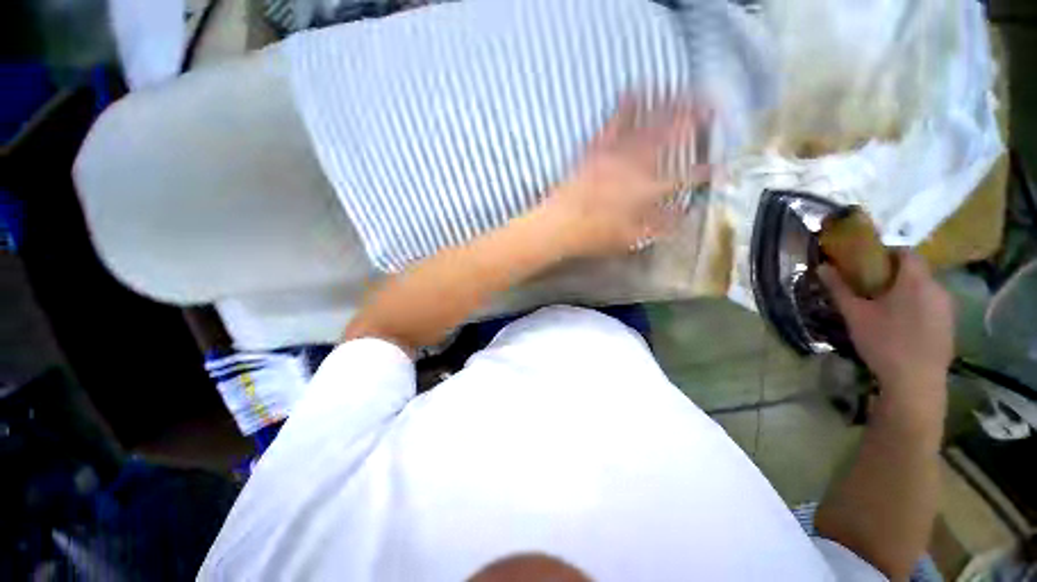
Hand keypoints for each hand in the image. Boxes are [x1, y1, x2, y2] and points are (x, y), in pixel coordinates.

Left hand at [542, 98, 711, 256]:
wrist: (559, 223)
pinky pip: (615, 120)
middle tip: (707, 103)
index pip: (685, 178)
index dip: (706, 172)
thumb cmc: (597, 234)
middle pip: (670, 136)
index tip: (723, 165)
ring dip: (665, 103)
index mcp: (649, 190)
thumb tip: (685, 214)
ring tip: (679, 87)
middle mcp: (637, 164)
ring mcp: (616, 150)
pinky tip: (634, 88)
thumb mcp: (635, 237)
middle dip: (691, 117)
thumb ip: (663, 224)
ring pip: (645, 122)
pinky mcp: (598, 144)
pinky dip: (626, 103)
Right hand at [819, 251, 953, 395]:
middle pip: (917, 272)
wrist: (915, 390)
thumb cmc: (887, 347)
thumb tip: (822, 267)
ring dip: (917, 301)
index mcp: (913, 272)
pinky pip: (937, 316)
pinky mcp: (951, 331)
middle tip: (885, 303)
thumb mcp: (858, 319)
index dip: (887, 259)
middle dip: (902, 282)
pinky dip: (927, 321)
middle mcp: (934, 282)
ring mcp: (946, 308)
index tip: (875, 276)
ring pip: (929, 294)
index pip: (901, 250)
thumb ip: (841, 291)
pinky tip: (914, 342)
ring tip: (900, 324)